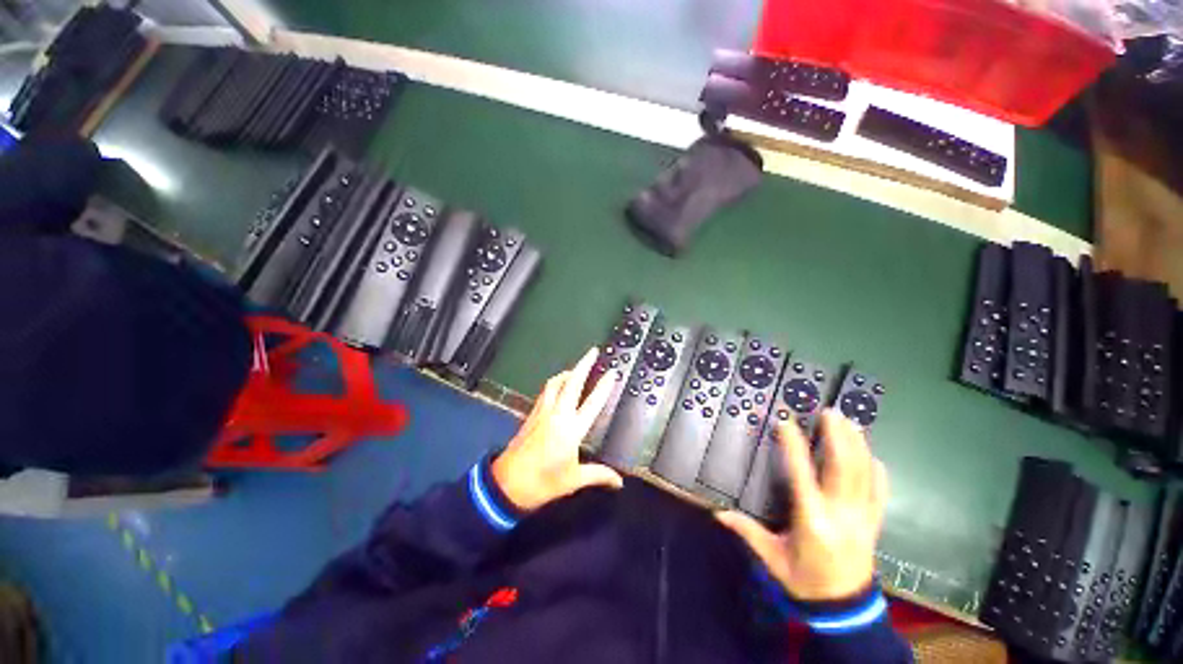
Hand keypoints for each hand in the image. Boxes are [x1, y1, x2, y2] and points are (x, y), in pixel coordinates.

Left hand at [491, 348, 623, 511]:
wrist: (507, 484)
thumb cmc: (542, 482)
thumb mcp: (573, 480)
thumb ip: (598, 475)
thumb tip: (618, 481)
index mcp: (571, 430)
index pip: (592, 402)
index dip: (604, 386)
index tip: (612, 372)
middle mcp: (557, 415)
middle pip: (572, 382)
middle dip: (584, 364)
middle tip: (593, 352)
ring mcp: (542, 412)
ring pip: (555, 383)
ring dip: (568, 372)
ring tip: (577, 368)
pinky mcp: (531, 414)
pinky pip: (546, 391)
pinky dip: (555, 383)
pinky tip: (558, 385)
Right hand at [716, 410, 887, 601]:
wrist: (844, 610)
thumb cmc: (804, 581)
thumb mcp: (772, 558)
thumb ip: (747, 532)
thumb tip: (718, 514)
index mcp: (812, 519)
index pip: (802, 475)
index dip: (793, 446)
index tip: (786, 423)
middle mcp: (840, 513)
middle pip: (842, 468)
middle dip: (837, 437)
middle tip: (830, 412)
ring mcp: (862, 518)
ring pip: (863, 475)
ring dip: (858, 446)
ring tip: (851, 423)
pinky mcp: (874, 524)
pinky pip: (880, 493)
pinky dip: (878, 473)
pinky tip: (874, 456)